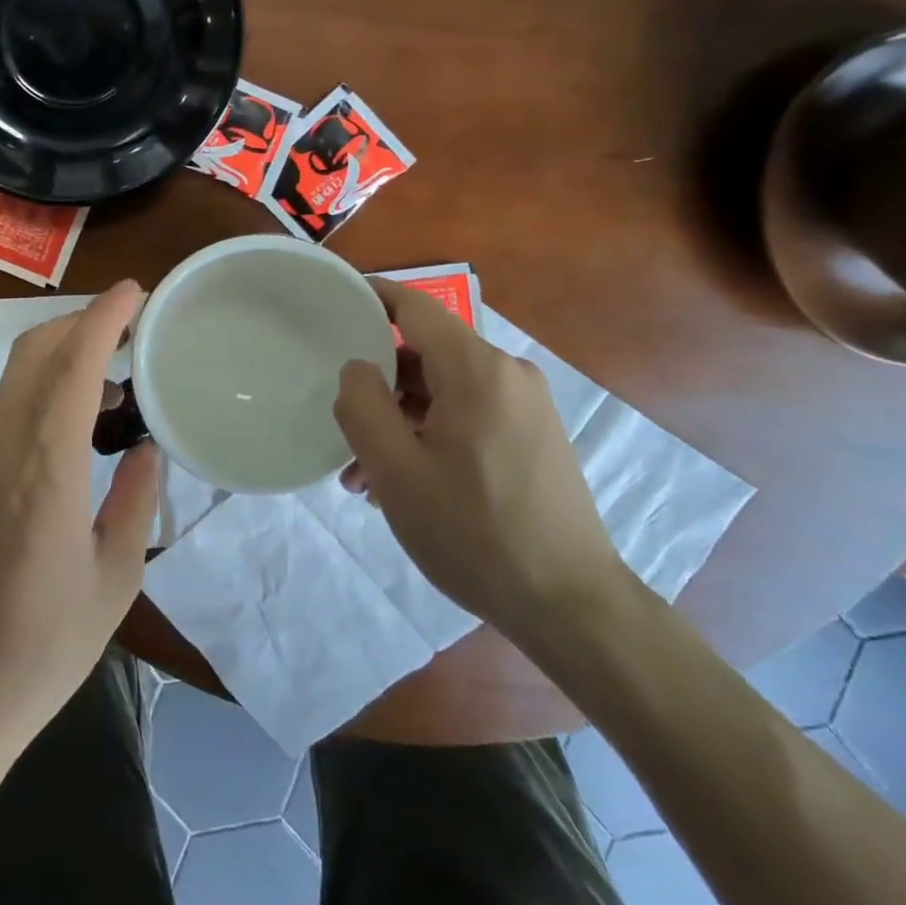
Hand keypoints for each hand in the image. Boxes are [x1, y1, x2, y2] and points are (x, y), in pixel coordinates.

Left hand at [0, 280, 158, 752]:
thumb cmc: (42, 647)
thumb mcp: (115, 580)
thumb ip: (136, 501)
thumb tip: (144, 448)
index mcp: (44, 470)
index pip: (71, 364)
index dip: (103, 317)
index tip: (135, 291)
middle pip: (34, 352)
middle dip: (81, 321)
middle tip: (129, 328)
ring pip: (15, 377)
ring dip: (61, 357)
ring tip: (110, 386)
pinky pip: (3, 410)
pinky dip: (41, 392)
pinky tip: (70, 431)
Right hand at [333, 278, 627, 638]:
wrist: (573, 607)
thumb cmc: (475, 532)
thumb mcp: (397, 471)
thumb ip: (362, 405)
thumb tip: (358, 368)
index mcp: (476, 369)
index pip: (413, 306)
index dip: (370, 297)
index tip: (332, 303)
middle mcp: (507, 373)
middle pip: (425, 354)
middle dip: (378, 386)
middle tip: (343, 429)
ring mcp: (526, 405)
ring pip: (444, 391)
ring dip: (401, 420)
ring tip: (367, 477)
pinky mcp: (534, 436)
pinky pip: (469, 414)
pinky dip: (432, 434)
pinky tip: (408, 484)